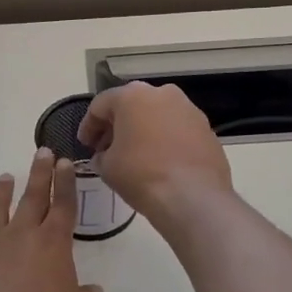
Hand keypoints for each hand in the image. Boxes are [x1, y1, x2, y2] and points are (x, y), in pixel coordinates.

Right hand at [78, 82, 232, 223]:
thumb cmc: (141, 175)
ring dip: (143, 131)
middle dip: (117, 126)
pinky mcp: (206, 129)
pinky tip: (160, 162)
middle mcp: (162, 93)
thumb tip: (105, 156)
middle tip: (107, 149)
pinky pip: (177, 130)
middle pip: (131, 105)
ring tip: (134, 156)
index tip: (85, 145)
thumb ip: (101, 155)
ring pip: (157, 115)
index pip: (100, 105)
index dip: (88, 126)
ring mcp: (189, 109)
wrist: (193, 197)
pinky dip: (165, 140)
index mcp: (132, 95)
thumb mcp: (107, 167)